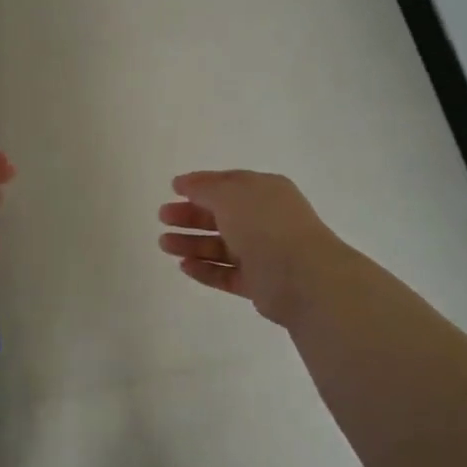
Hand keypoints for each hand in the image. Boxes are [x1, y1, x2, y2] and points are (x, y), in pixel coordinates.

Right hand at [159, 169, 344, 327]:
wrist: (303, 276)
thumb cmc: (265, 225)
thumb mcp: (230, 195)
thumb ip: (203, 188)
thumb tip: (184, 183)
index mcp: (264, 192)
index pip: (228, 184)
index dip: (200, 185)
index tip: (173, 189)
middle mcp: (265, 220)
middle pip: (221, 216)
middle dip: (190, 216)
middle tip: (163, 217)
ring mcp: (263, 253)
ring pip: (221, 246)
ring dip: (192, 244)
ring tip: (165, 244)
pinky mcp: (259, 283)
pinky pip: (226, 274)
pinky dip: (205, 270)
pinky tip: (184, 266)